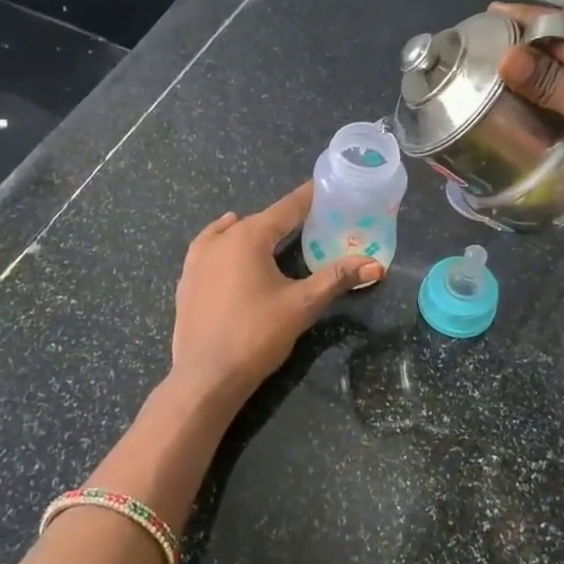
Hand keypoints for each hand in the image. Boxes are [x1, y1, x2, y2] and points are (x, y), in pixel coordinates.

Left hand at [168, 182, 382, 410]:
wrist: (206, 377)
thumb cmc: (257, 335)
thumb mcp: (302, 305)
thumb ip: (337, 279)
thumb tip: (376, 265)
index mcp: (249, 237)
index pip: (286, 209)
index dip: (308, 198)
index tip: (323, 186)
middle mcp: (220, 240)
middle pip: (259, 220)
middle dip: (284, 218)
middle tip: (309, 220)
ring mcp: (197, 260)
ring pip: (229, 232)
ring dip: (251, 230)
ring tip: (270, 233)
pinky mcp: (186, 282)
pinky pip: (208, 249)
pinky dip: (223, 243)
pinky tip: (228, 250)